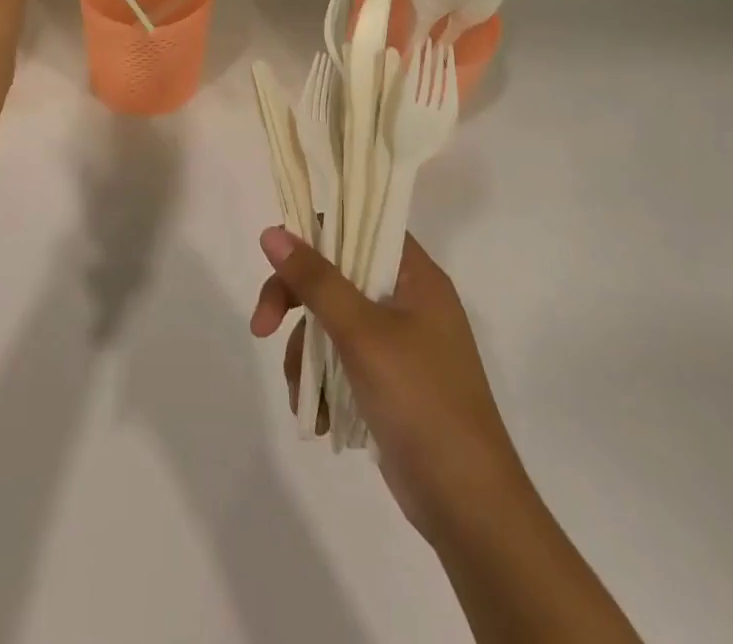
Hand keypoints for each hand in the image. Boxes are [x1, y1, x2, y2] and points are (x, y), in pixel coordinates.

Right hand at [250, 227, 527, 546]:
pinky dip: (323, 382)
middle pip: (336, 275)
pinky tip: (318, 417)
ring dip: (306, 354)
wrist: (469, 508)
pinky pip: (342, 360)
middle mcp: (409, 300)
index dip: (317, 232)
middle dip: (296, 303)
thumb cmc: (421, 402)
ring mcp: (401, 342)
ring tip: (301, 395)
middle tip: (262, 327)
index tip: (278, 257)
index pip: (360, 224)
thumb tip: (271, 232)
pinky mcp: (391, 380)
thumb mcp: (362, 334)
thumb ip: (316, 280)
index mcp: (416, 276)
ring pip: (332, 321)